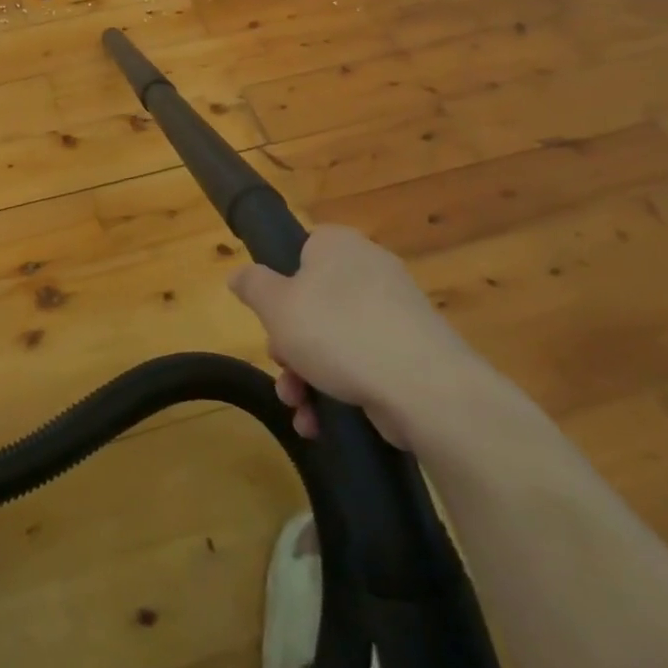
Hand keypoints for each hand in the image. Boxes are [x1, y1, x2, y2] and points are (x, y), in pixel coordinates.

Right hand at [230, 224, 487, 447]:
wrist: (428, 390)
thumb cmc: (339, 332)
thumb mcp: (276, 305)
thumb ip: (252, 285)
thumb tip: (239, 275)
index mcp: (338, 245)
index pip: (298, 251)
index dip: (277, 285)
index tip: (269, 317)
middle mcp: (369, 270)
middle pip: (312, 302)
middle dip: (289, 344)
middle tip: (282, 366)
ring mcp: (396, 312)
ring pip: (335, 339)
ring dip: (307, 376)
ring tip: (299, 408)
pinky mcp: (414, 352)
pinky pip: (364, 363)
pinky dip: (340, 389)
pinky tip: (321, 423)